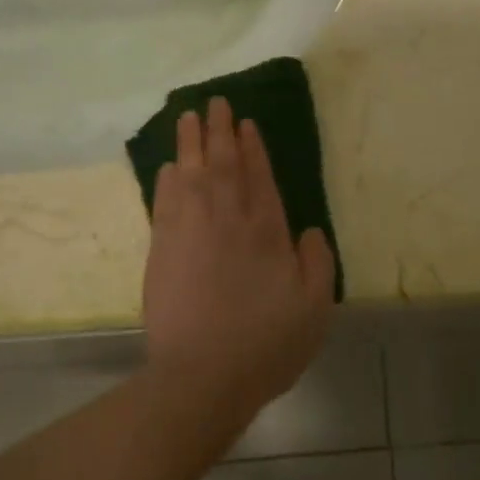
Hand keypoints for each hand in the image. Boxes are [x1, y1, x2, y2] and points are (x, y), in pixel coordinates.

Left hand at [143, 97, 336, 425]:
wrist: (203, 376)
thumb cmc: (267, 344)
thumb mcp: (314, 308)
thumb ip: (317, 263)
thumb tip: (308, 230)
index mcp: (267, 233)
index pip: (260, 178)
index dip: (253, 148)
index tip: (244, 122)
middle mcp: (228, 222)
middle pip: (223, 166)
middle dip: (220, 131)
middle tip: (214, 102)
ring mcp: (190, 233)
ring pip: (191, 176)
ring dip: (190, 144)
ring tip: (188, 117)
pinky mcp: (162, 252)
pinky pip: (165, 203)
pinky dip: (167, 181)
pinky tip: (168, 167)